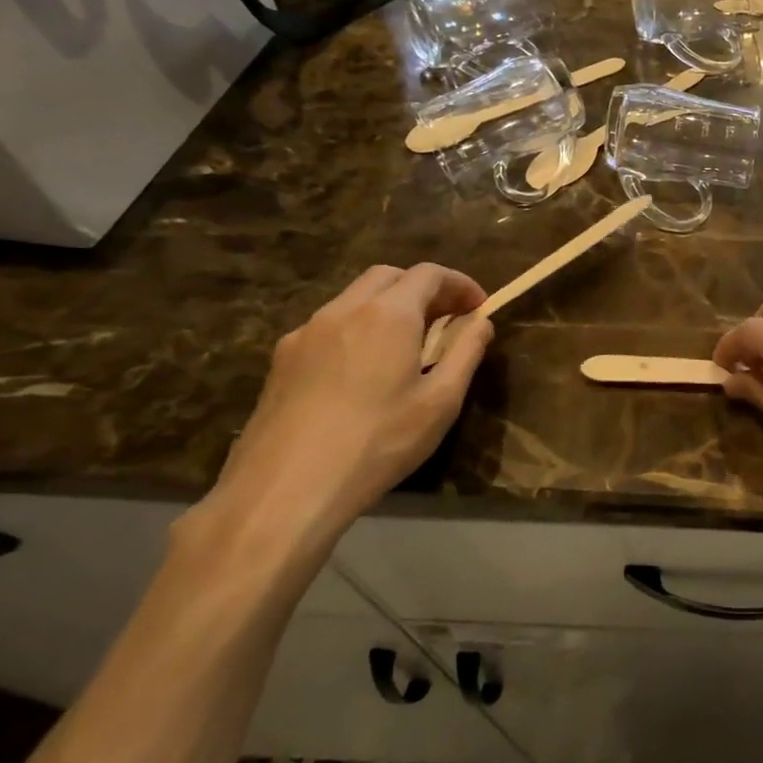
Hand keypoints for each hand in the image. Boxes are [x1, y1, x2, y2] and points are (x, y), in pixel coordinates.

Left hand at [204, 264, 492, 550]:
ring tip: (408, 345)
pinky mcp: (282, 359)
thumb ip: (466, 352)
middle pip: (388, 276)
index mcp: (388, 314)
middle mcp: (344, 310)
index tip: (479, 307)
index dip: (460, 284)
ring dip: (388, 306)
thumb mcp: (441, 401)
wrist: (285, 489)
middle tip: (447, 320)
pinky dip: (358, 328)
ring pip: (354, 298)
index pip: (429, 274)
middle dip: (423, 288)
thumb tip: (481, 322)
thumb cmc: (378, 442)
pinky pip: (329, 326)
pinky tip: (364, 370)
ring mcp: (306, 332)